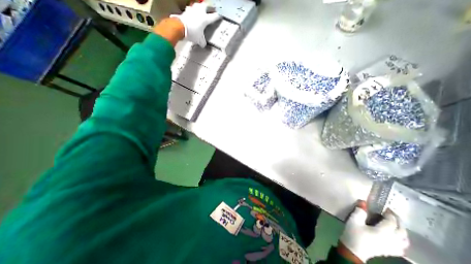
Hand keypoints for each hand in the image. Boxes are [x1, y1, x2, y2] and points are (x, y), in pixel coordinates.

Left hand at [170, 2, 221, 47]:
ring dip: (200, 7)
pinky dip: (192, 11)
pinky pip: (190, 9)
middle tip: (211, 9)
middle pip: (206, 6)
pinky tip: (192, 13)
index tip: (220, 16)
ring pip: (198, 5)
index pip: (213, 17)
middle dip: (209, 7)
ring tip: (201, 9)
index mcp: (205, 19)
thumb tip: (203, 44)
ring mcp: (192, 10)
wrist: (180, 27)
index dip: (217, 16)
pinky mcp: (185, 11)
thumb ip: (203, 42)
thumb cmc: (192, 33)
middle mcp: (199, 12)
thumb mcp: (199, 40)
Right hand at [339, 201, 408, 262]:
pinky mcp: (390, 251)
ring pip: (404, 240)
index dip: (390, 214)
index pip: (392, 222)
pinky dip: (401, 240)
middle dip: (398, 221)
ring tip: (395, 224)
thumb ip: (360, 211)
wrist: (354, 250)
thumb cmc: (354, 233)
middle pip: (401, 231)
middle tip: (392, 214)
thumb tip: (363, 202)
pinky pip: (402, 246)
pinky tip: (396, 238)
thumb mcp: (354, 220)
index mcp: (384, 231)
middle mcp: (392, 240)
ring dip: (402, 231)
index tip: (385, 208)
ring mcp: (392, 247)